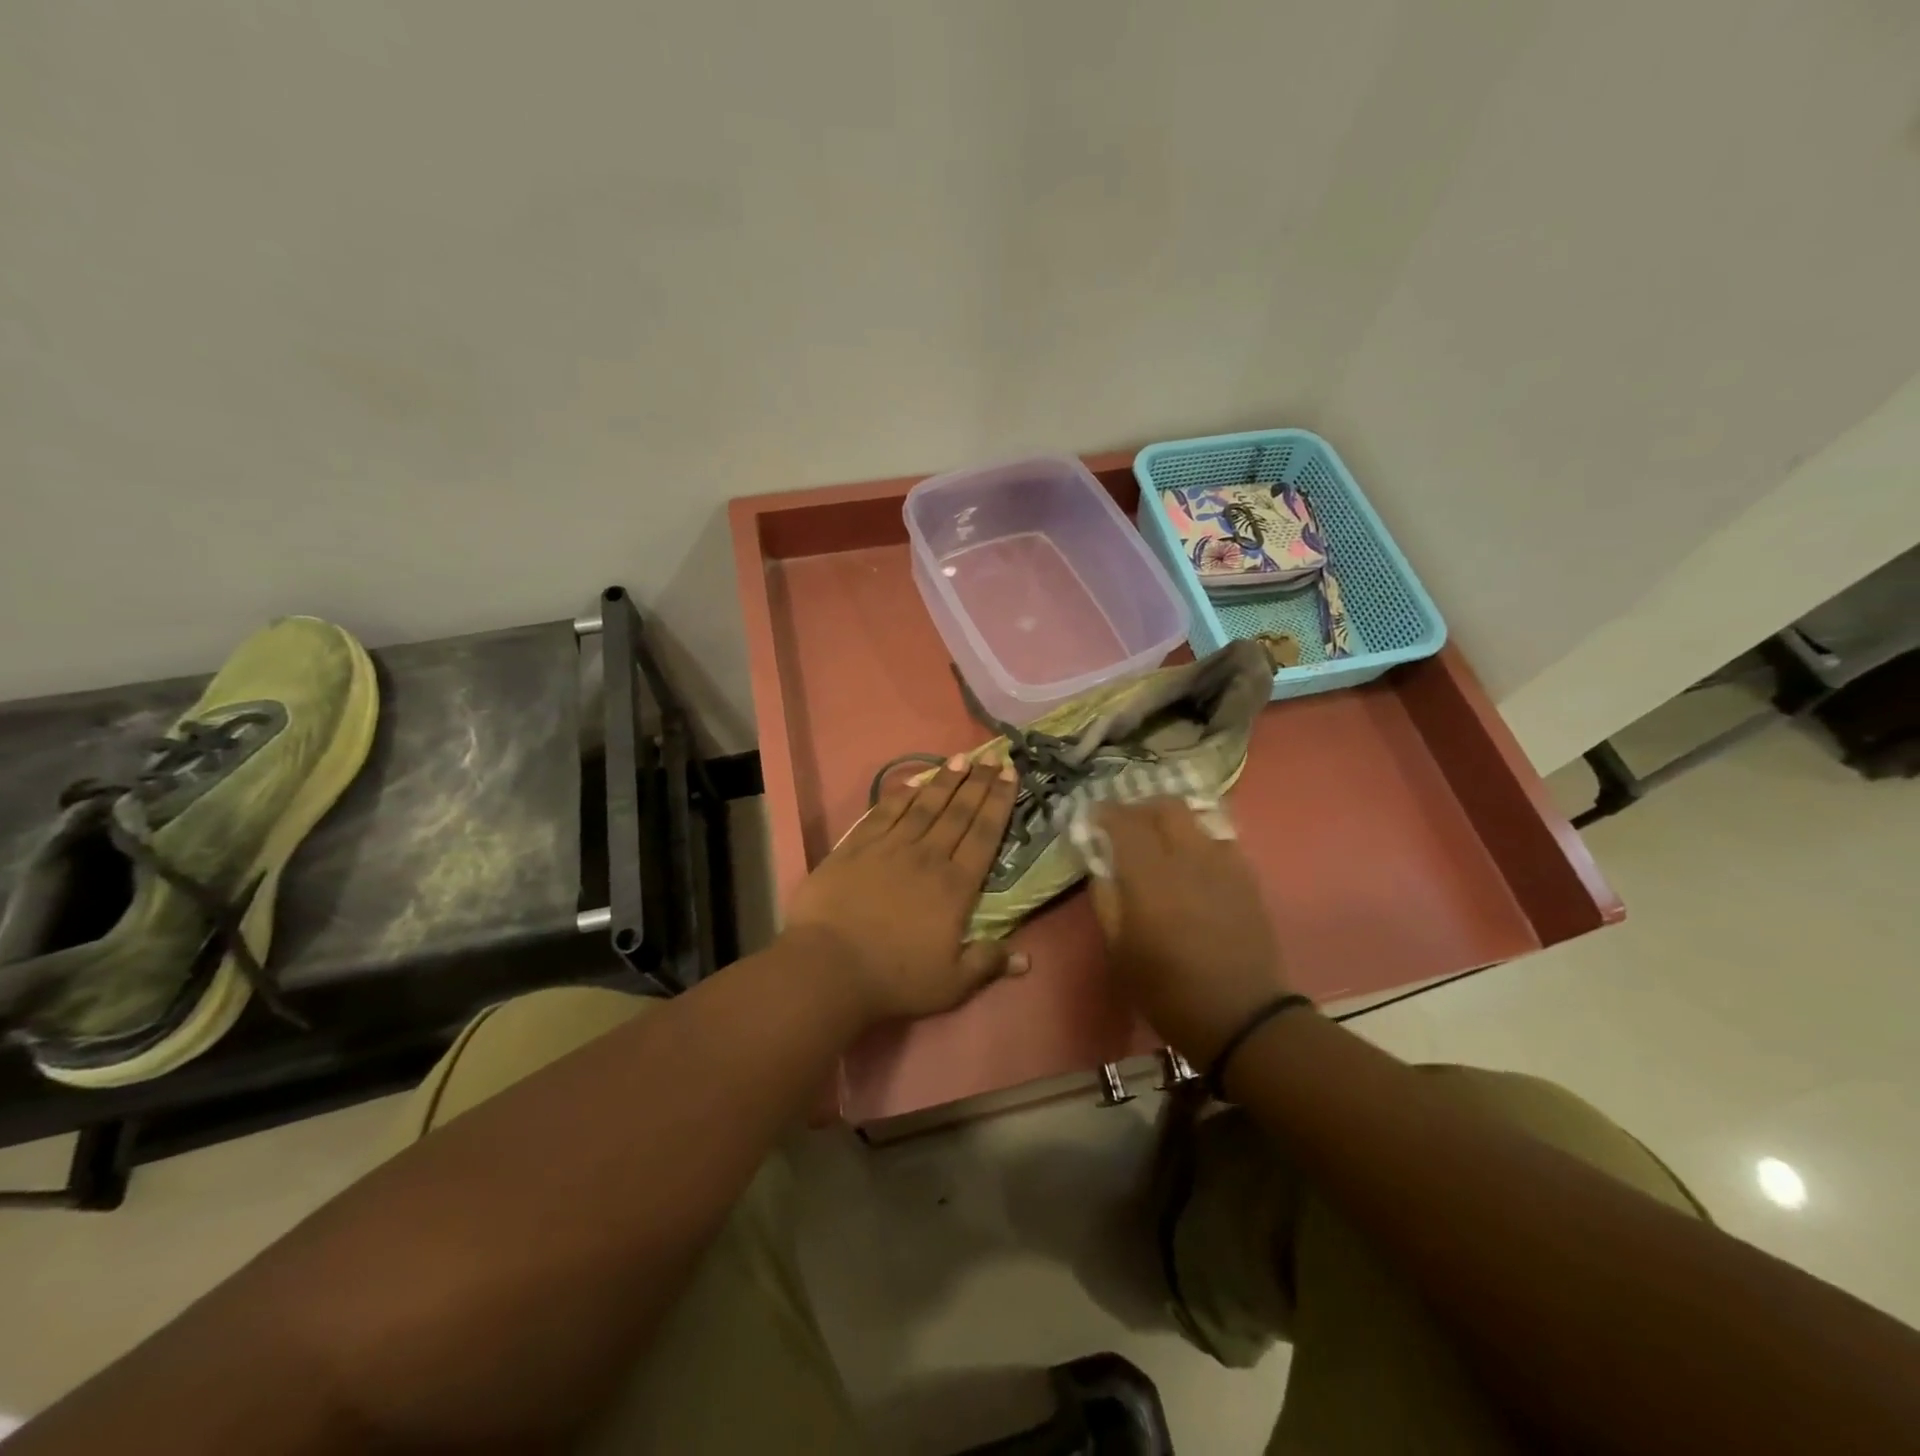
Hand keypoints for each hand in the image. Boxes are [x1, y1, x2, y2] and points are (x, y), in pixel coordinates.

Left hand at [783, 755, 1025, 1025]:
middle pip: (958, 812)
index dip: (999, 802)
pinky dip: (902, 794)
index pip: (984, 834)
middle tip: (994, 757)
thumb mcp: (951, 983)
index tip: (1011, 775)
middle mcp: (927, 857)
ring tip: (960, 759)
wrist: (828, 966)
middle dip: (979, 782)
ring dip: (944, 780)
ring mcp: (889, 847)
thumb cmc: (894, 978)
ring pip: (924, 805)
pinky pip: (885, 812)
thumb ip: (988, 964)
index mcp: (955, 886)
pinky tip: (913, 781)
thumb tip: (1027, 960)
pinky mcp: (856, 847)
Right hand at [1091, 799, 1292, 1065]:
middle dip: (1141, 808)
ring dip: (1171, 820)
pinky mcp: (1247, 878)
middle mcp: (1188, 858)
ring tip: (1159, 839)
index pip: (1124, 822)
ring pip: (1195, 819)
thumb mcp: (1119, 952)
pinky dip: (1198, 840)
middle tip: (1126, 824)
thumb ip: (1106, 901)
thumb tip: (1100, 866)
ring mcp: (1223, 864)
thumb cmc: (1168, 991)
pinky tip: (1192, 862)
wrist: (1241, 1017)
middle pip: (1165, 807)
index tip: (1093, 815)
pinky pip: (1219, 841)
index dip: (1105, 812)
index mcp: (1150, 877)